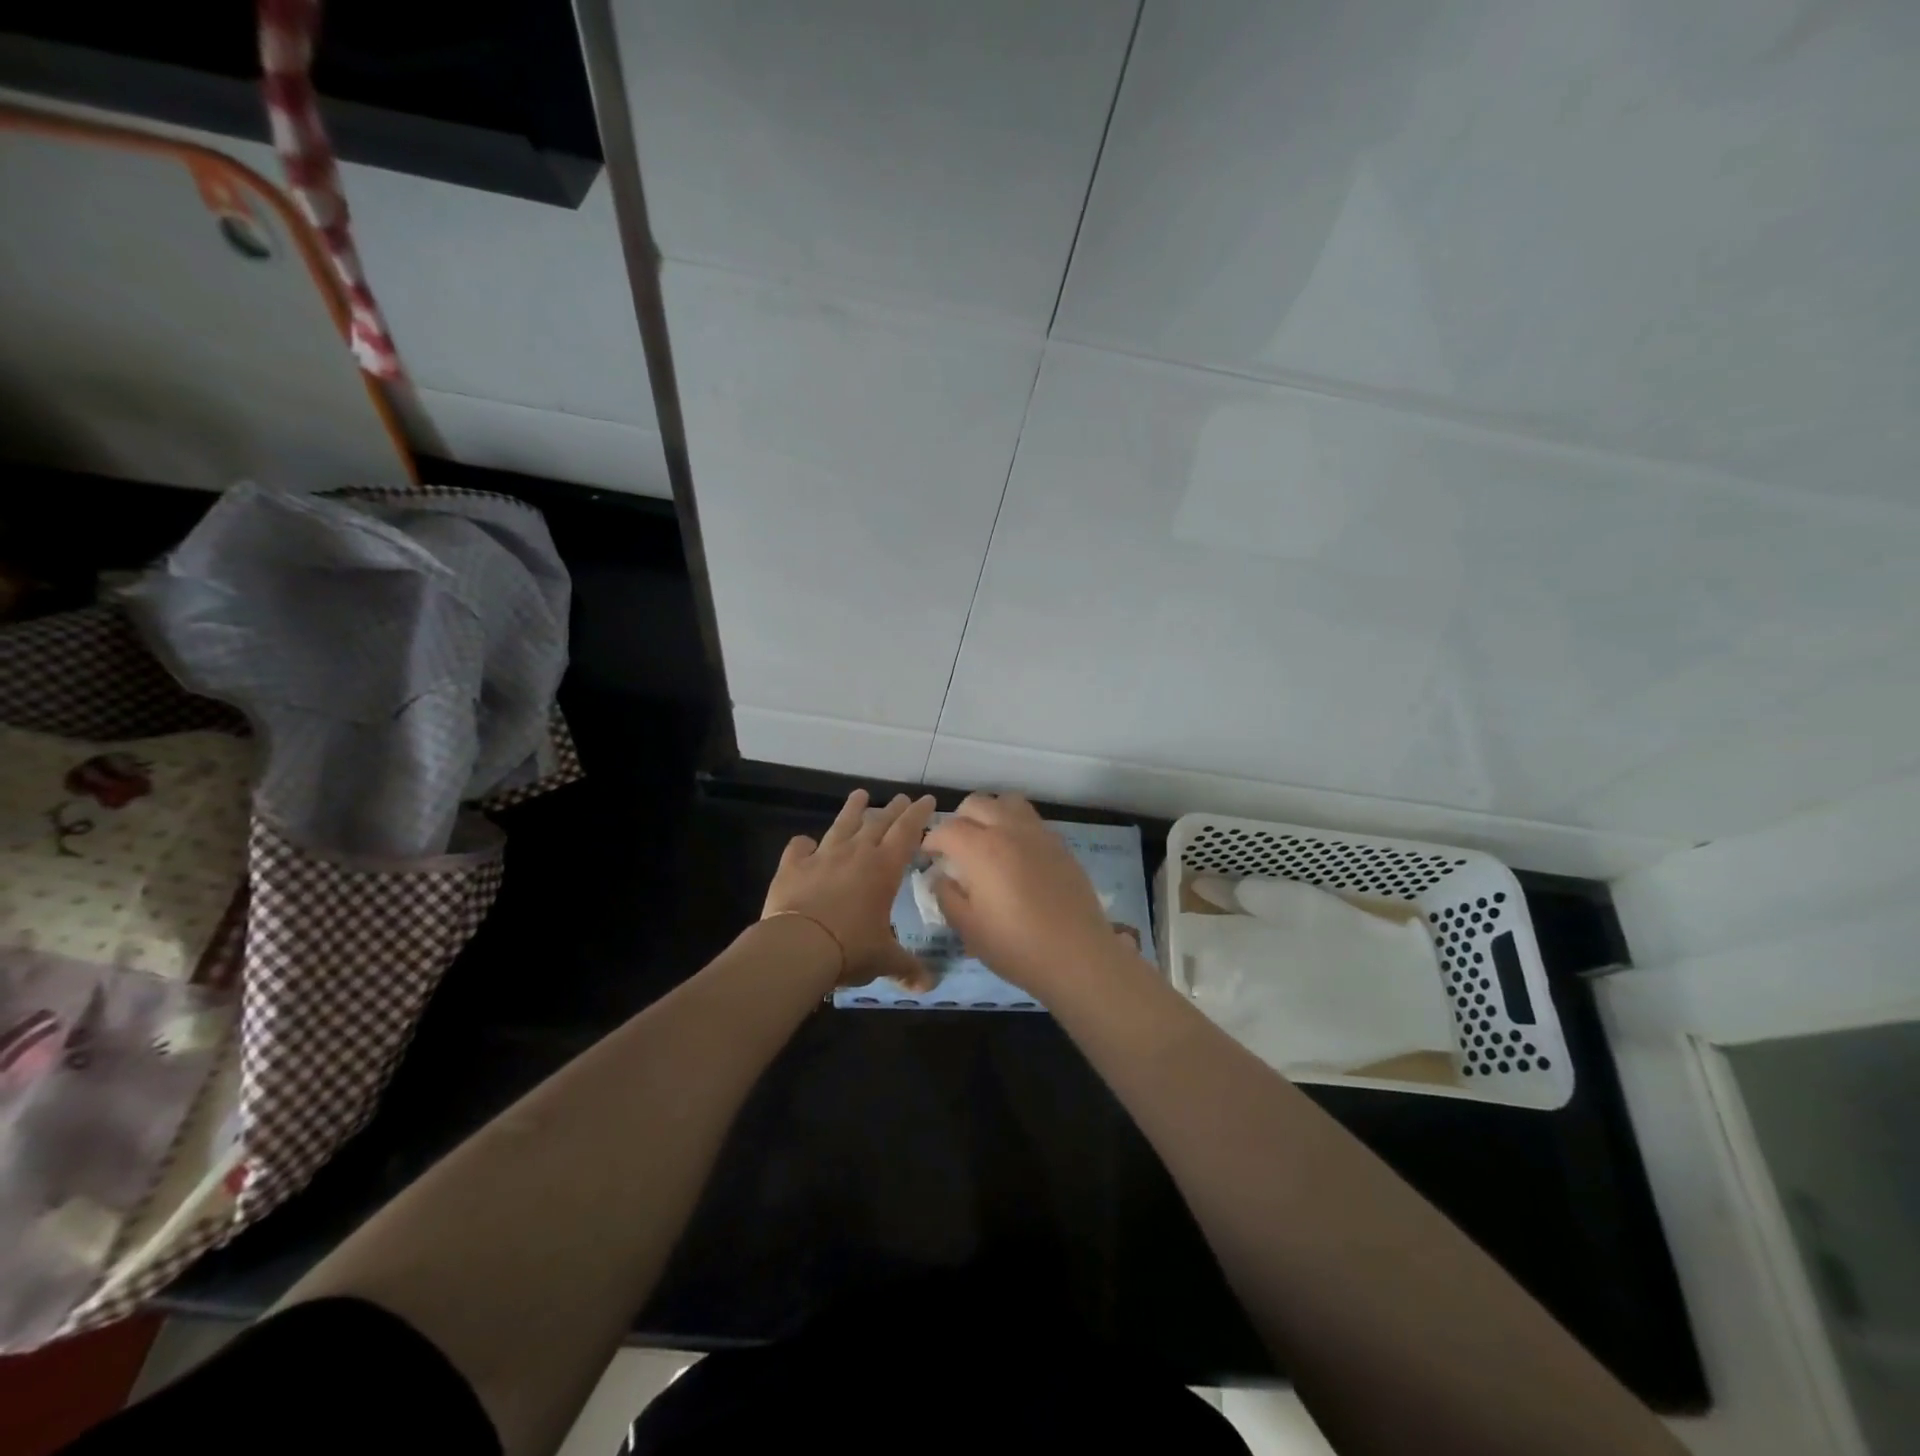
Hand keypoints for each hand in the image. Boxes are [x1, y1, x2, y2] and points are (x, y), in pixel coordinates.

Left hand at [762, 789, 936, 988]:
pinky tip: (805, 843)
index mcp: (884, 868)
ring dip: (852, 810)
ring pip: (841, 825)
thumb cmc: (851, 948)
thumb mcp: (884, 959)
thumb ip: (907, 968)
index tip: (927, 799)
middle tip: (901, 797)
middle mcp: (856, 854)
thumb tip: (929, 986)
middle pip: (878, 823)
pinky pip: (799, 848)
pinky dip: (803, 844)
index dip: (918, 815)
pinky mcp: (792, 866)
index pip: (907, 832)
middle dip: (892, 809)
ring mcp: (822, 856)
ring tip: (860, 795)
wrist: (799, 946)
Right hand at [922, 793, 1128, 997]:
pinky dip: (1015, 825)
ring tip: (988, 841)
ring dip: (990, 814)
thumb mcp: (968, 928)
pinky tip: (1016, 854)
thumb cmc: (1016, 946)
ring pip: (1007, 802)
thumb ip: (946, 895)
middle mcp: (1009, 829)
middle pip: (976, 803)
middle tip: (956, 848)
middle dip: (959, 821)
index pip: (947, 829)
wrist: (1078, 955)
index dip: (931, 840)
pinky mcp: (1060, 843)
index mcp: (981, 849)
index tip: (928, 857)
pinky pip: (1031, 819)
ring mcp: (1038, 833)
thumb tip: (941, 876)